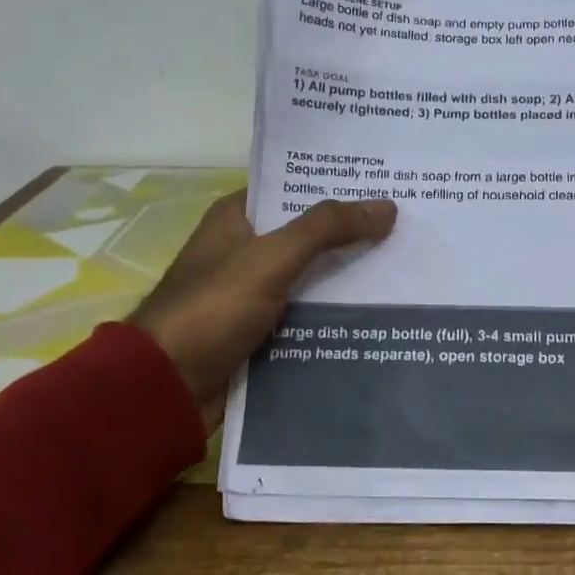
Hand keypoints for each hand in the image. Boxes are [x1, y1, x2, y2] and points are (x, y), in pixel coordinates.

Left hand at [129, 192, 396, 427]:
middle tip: (408, 226)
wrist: (165, 389)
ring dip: (350, 276)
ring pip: (313, 276)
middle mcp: (245, 250)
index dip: (338, 185)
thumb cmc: (212, 309)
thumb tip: (387, 206)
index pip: (294, 189)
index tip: (386, 185)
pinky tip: (380, 311)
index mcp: (236, 219)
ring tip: (407, 267)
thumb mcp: (271, 258)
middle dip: (353, 233)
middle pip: (309, 233)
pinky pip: (308, 313)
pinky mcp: (262, 331)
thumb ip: (327, 228)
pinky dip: (336, 312)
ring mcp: (254, 293)